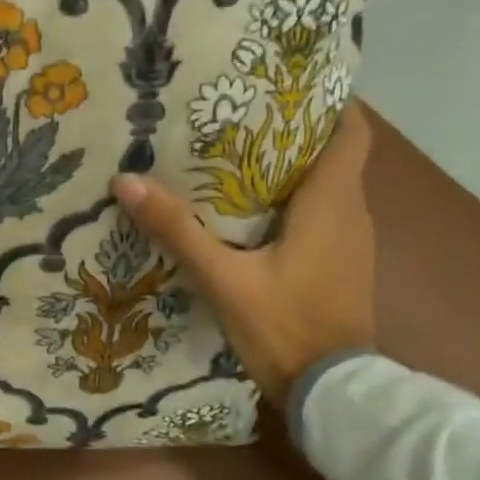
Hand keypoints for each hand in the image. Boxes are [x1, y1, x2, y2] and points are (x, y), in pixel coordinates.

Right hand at [113, 104, 376, 406]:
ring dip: (289, 171)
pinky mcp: (340, 268)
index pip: (351, 133)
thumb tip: (127, 182)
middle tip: (237, 118)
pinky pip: (321, 218)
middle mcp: (352, 214)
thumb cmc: (285, 325)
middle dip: (291, 133)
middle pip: (331, 156)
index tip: (286, 86)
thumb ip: (178, 231)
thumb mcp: (223, 278)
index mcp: (332, 203)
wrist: (331, 393)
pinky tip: (248, 215)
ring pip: (325, 189)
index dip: (328, 104)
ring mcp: (351, 244)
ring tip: (234, 158)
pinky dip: (292, 205)